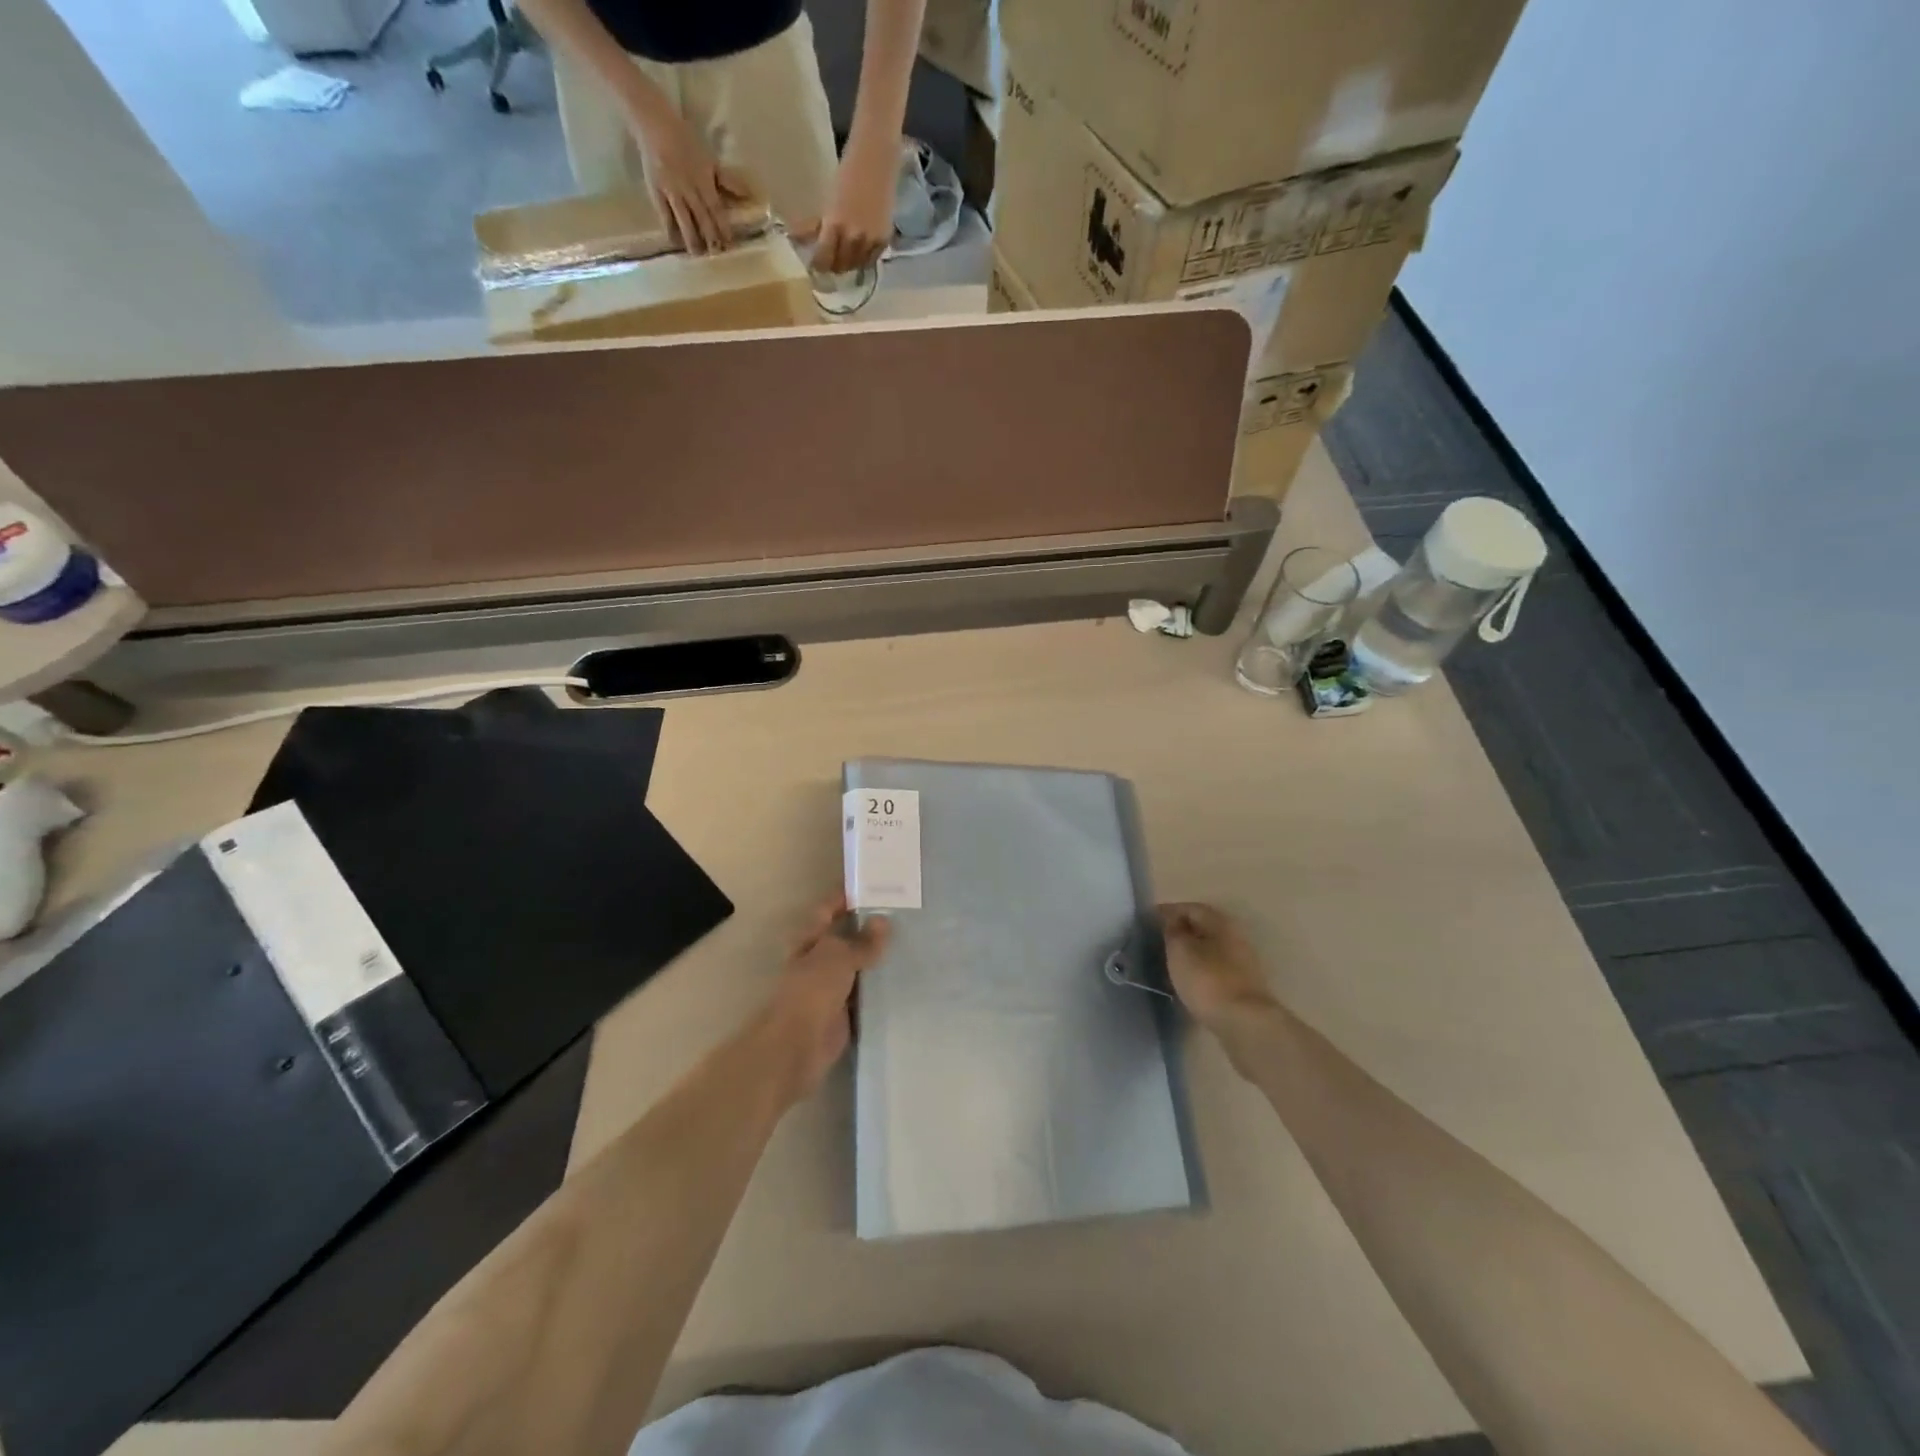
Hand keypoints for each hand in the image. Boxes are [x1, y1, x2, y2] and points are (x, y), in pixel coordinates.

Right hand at [628, 104, 742, 254]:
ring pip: (684, 219)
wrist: (654, 123)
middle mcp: (689, 189)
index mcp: (703, 180)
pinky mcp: (656, 191)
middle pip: (702, 218)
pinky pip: (663, 214)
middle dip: (710, 238)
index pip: (716, 209)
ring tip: (698, 255)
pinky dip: (669, 229)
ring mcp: (671, 191)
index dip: (723, 228)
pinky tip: (674, 242)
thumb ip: (728, 181)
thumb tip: (749, 195)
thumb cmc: (686, 141)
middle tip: (717, 255)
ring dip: (691, 239)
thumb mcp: (710, 160)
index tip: (730, 245)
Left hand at [760, 894, 891, 1103]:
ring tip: (914, 941)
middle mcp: (820, 959)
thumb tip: (883, 921)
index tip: (876, 884)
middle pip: (846, 937)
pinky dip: (883, 988)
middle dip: (870, 927)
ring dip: (879, 958)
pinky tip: (908, 978)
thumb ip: (862, 941)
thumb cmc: (812, 990)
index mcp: (810, 939)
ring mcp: (832, 986)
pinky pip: (868, 994)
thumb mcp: (838, 956)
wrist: (798, 1045)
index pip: (829, 908)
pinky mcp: (846, 1012)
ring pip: (860, 966)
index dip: (847, 896)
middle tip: (906, 914)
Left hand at [794, 138, 896, 274]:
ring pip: (856, 266)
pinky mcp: (884, 239)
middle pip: (841, 265)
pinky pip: (871, 260)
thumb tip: (797, 238)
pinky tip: (859, 252)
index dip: (818, 265)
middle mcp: (854, 237)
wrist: (876, 158)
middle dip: (833, 266)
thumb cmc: (848, 173)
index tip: (815, 266)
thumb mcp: (828, 199)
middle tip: (830, 262)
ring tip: (844, 259)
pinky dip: (864, 259)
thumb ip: (818, 223)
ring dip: (849, 265)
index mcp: (835, 225)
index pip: (824, 257)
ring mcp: (871, 240)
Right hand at [1159, 902, 1279, 1033]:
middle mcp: (1235, 938)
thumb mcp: (1180, 950)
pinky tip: (1187, 981)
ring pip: (1210, 950)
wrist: (1244, 1024)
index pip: (1191, 908)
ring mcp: (1242, 964)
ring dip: (1191, 952)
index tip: (1148, 920)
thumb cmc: (1207, 980)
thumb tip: (1172, 921)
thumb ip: (1173, 931)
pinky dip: (1199, 970)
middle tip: (1158, 940)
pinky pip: (1215, 970)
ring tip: (1169, 962)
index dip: (1168, 911)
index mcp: (1221, 923)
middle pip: (1203, 928)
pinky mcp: (1242, 987)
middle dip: (1181, 931)